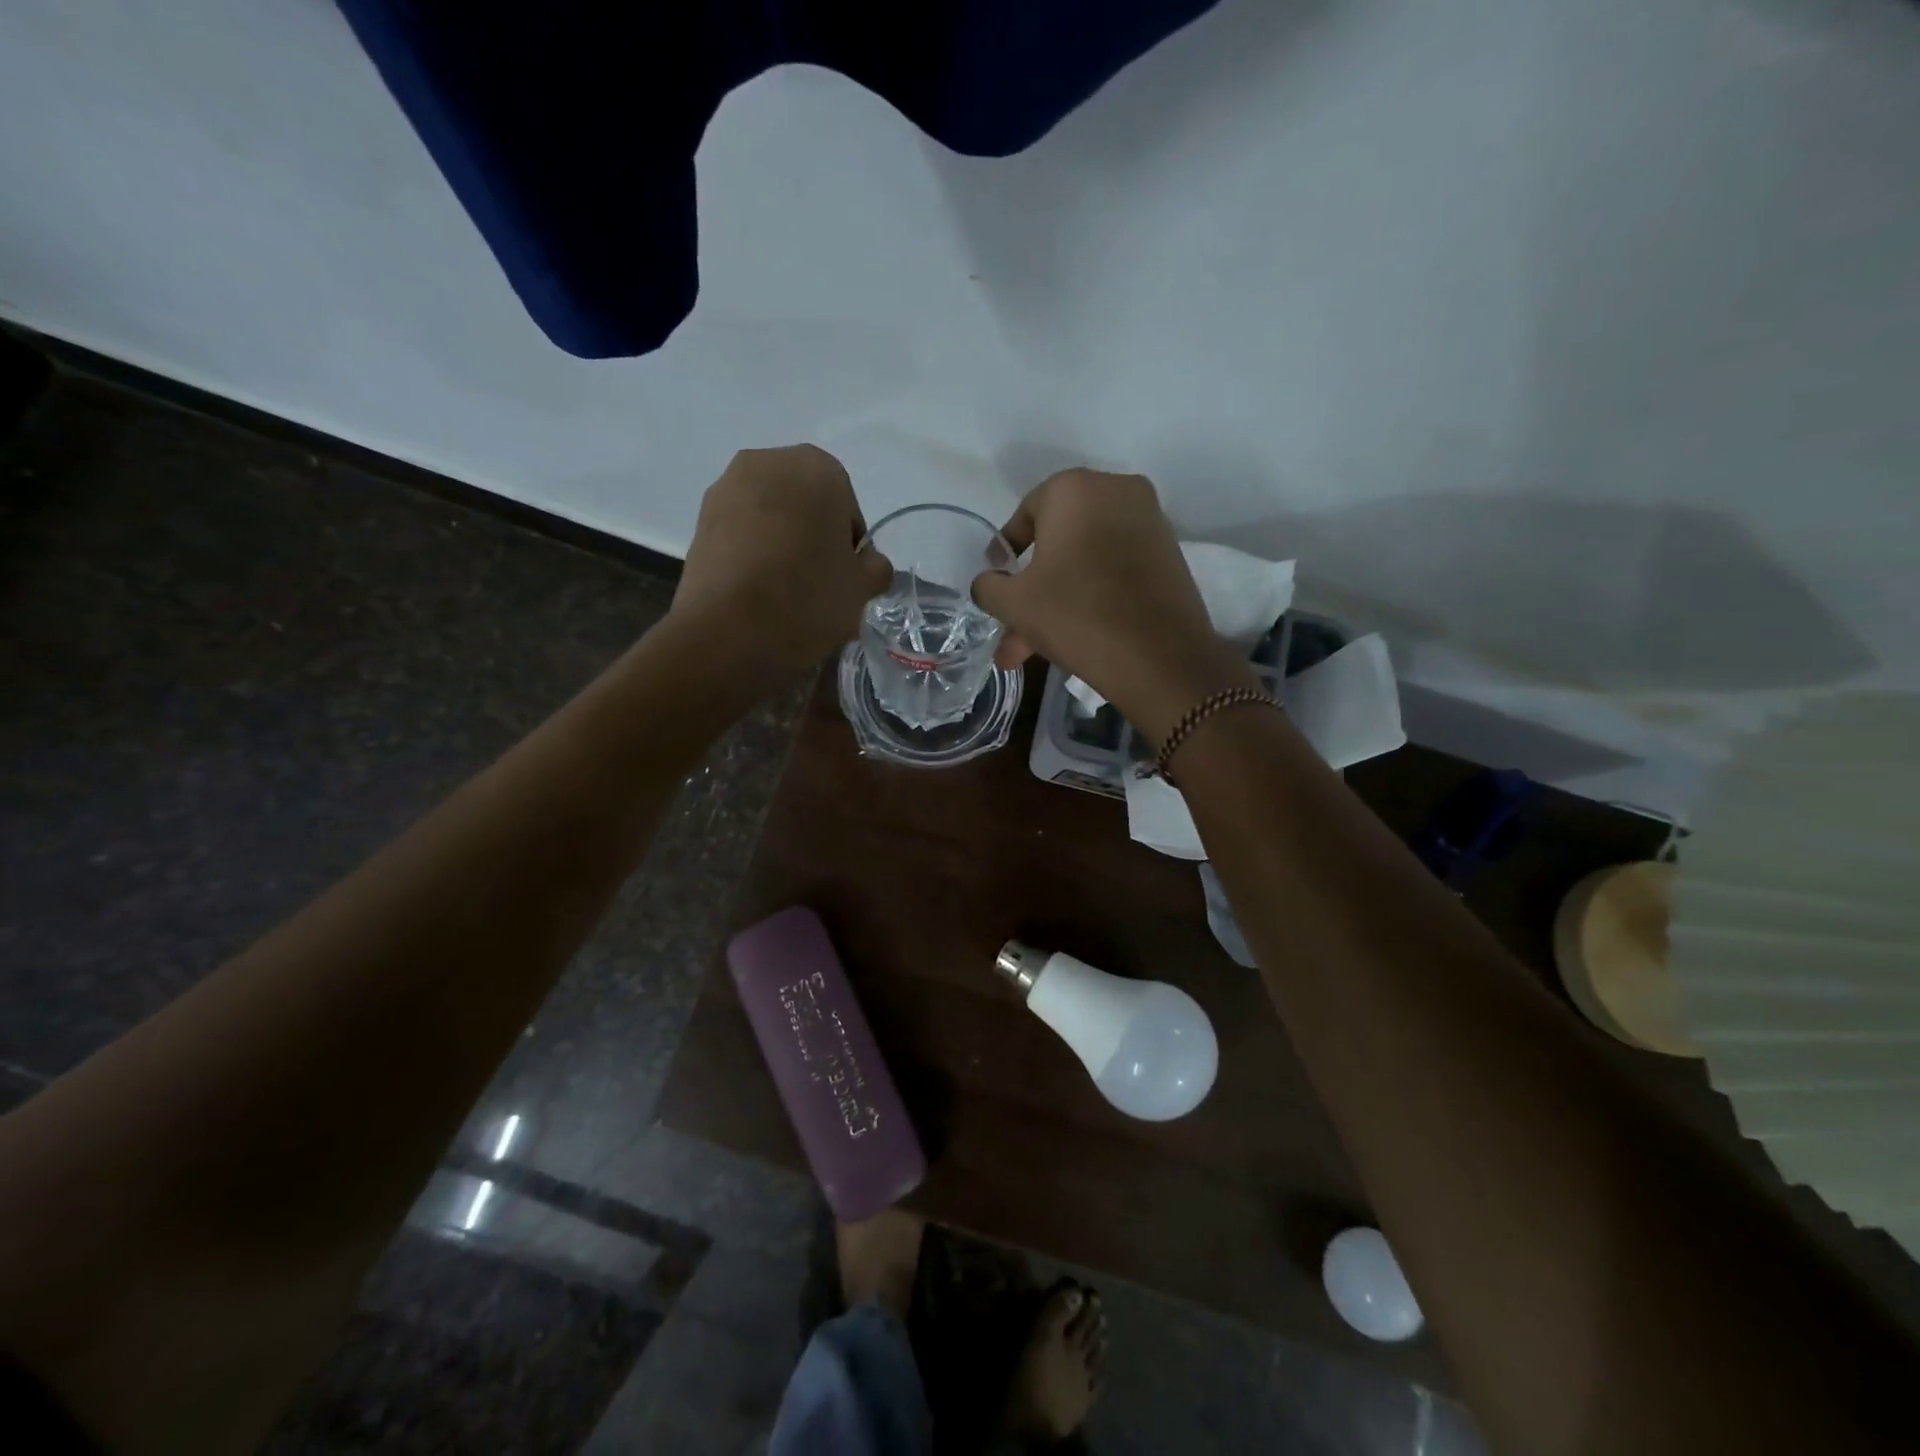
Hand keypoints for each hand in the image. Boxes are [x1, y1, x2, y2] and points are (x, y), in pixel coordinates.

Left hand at [672, 445, 892, 675]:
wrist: (728, 632)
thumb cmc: (808, 598)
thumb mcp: (863, 588)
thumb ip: (876, 567)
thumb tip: (867, 564)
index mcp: (818, 467)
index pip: (846, 507)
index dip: (849, 547)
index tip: (844, 579)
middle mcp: (768, 462)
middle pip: (805, 504)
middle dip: (813, 537)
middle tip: (817, 584)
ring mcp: (726, 489)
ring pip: (770, 517)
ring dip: (781, 544)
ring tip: (784, 592)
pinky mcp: (699, 521)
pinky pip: (740, 533)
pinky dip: (752, 554)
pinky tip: (756, 592)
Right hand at [970, 469, 1256, 741]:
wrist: (1160, 657)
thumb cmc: (1076, 615)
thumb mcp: (1014, 603)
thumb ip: (988, 586)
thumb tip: (989, 583)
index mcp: (1074, 488)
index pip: (1026, 512)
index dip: (1006, 550)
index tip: (997, 579)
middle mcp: (1116, 491)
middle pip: (1057, 542)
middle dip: (1030, 591)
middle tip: (1011, 627)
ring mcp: (1149, 523)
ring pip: (1084, 563)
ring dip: (1055, 603)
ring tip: (1030, 651)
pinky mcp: (1168, 556)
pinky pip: (1113, 571)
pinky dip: (1089, 597)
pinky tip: (1069, 640)